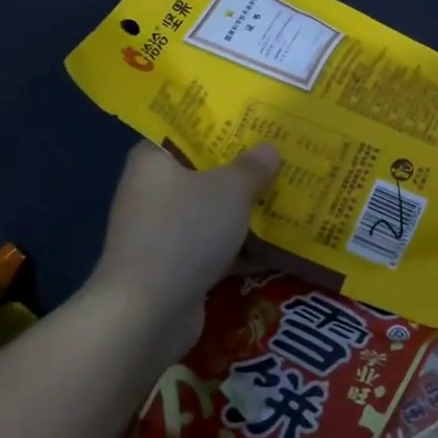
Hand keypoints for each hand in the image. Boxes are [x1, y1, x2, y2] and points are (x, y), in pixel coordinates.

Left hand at [88, 140, 280, 356]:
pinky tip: (279, 246)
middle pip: (205, 173)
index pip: (188, 131)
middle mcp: (152, 191)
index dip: (224, 126)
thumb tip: (269, 149)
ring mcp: (161, 232)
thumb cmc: (185, 232)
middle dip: (244, 171)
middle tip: (284, 159)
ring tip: (290, 198)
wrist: (147, 313)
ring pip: (212, 212)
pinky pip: (214, 246)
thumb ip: (252, 167)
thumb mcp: (230, 190)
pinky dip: (240, 247)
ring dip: (246, 211)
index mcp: (154, 160)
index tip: (260, 124)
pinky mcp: (174, 266)